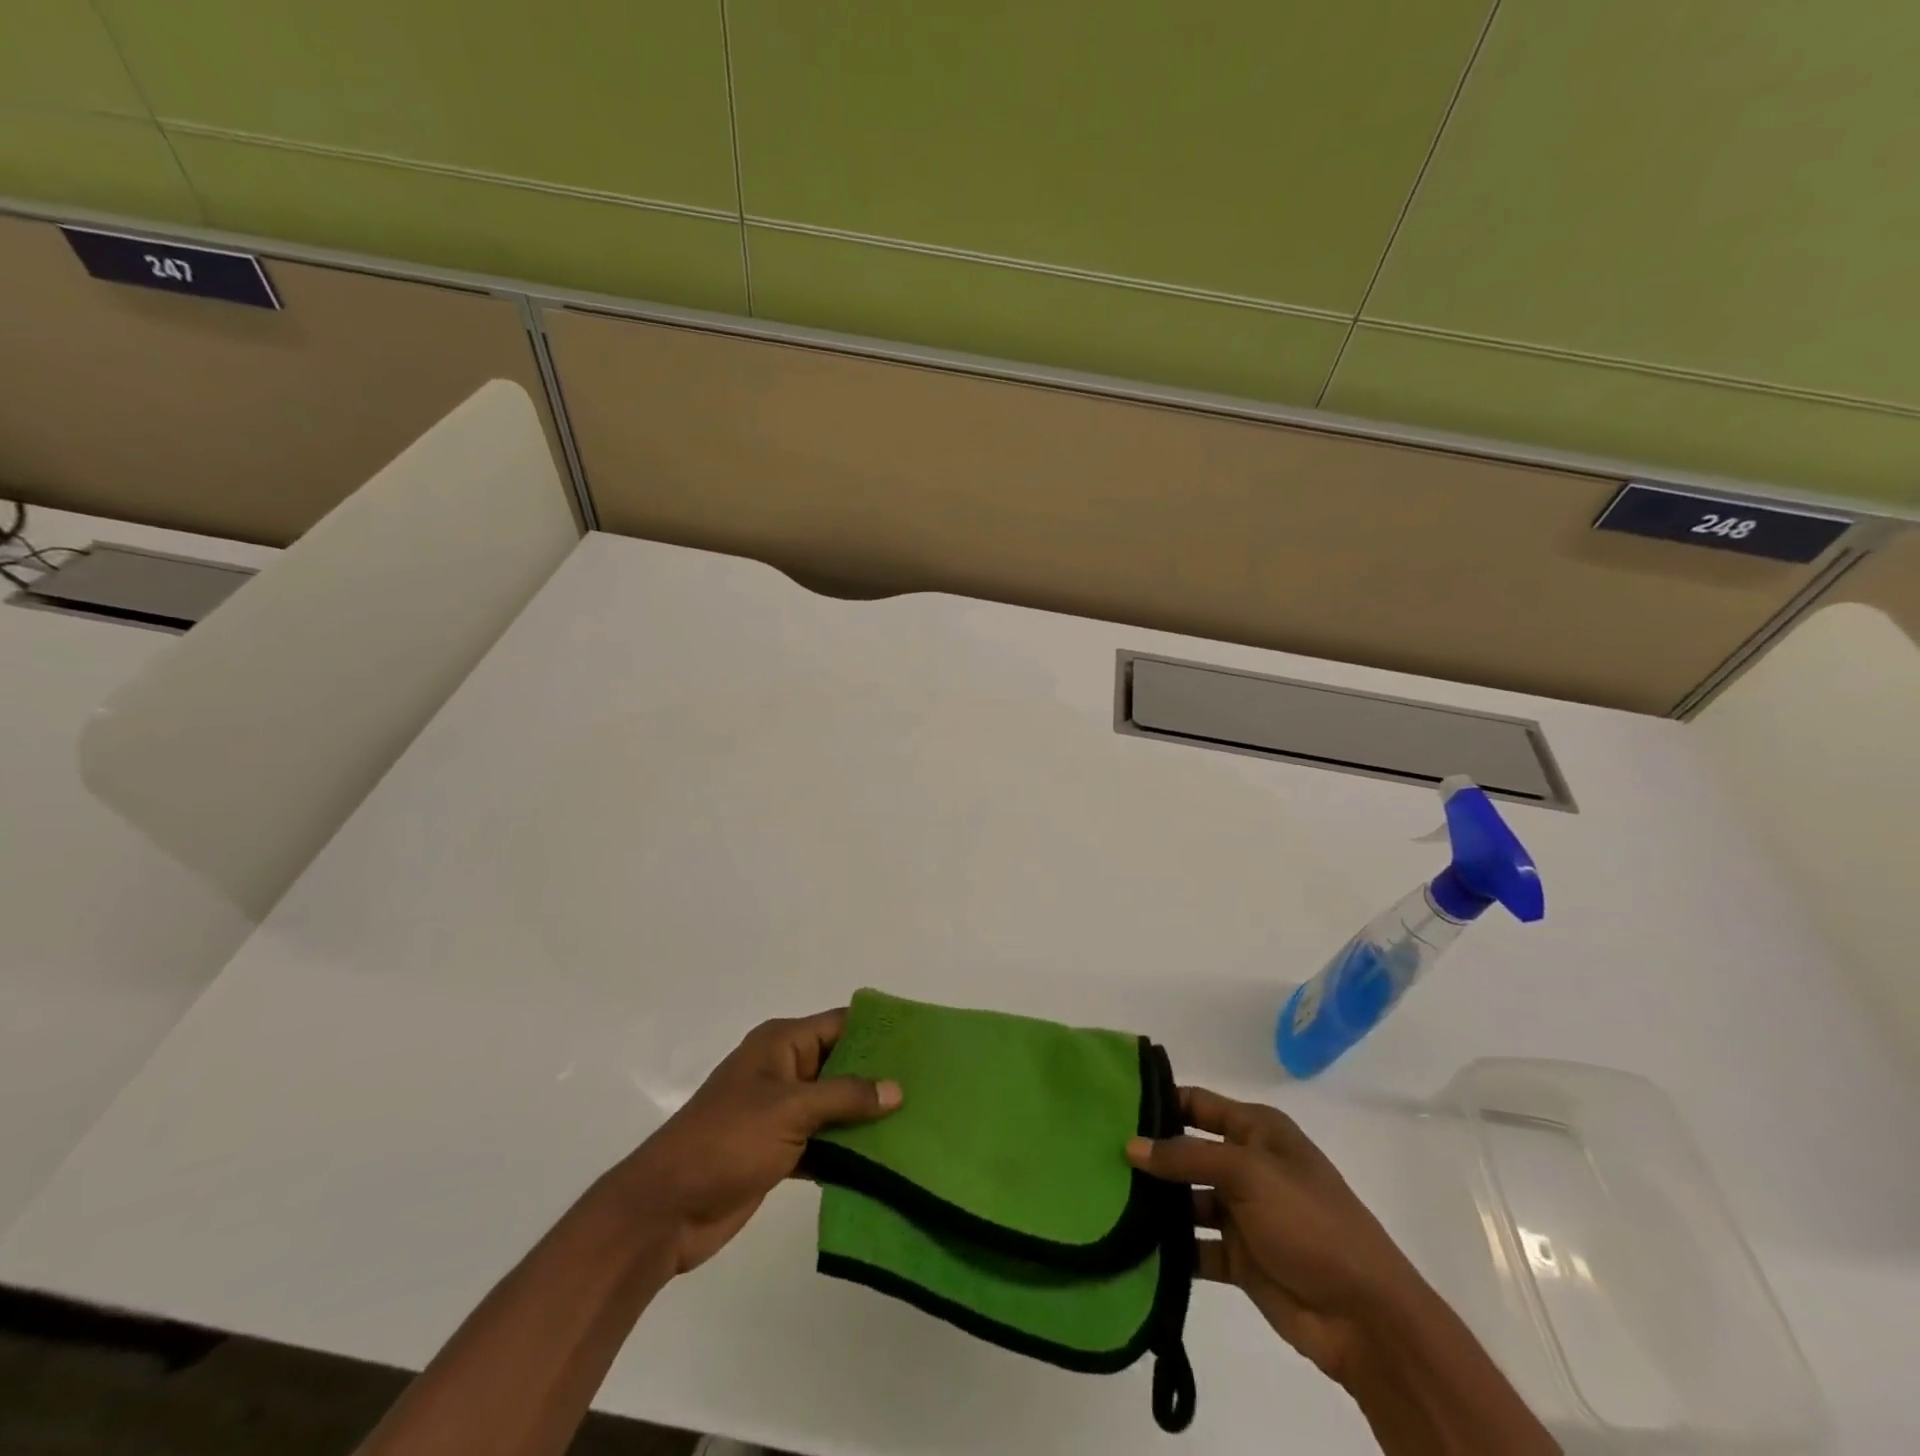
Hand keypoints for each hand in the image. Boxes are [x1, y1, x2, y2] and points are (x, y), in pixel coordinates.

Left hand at [617, 1010, 901, 1274]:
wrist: (666, 1209)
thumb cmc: (727, 1140)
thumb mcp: (790, 1109)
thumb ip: (845, 1097)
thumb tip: (896, 1089)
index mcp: (781, 1044)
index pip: (839, 1025)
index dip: (877, 1031)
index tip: (920, 1042)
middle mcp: (783, 1070)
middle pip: (841, 1065)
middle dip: (878, 1077)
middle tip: (928, 1086)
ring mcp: (780, 1112)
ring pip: (835, 1106)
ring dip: (866, 1117)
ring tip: (917, 1122)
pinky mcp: (779, 1150)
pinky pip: (824, 1141)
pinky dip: (848, 1149)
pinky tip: (884, 1160)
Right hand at [1127, 1086, 1427, 1385]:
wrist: (1366, 1317)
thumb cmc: (1309, 1222)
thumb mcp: (1247, 1173)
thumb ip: (1186, 1156)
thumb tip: (1130, 1146)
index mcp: (1258, 1131)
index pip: (1198, 1103)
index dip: (1159, 1100)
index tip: (1110, 1101)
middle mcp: (1247, 1165)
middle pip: (1187, 1150)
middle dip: (1149, 1153)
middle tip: (1095, 1152)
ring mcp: (1243, 1213)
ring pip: (1186, 1198)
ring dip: (1155, 1202)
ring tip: (1104, 1198)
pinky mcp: (1238, 1257)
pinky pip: (1194, 1244)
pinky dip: (1169, 1246)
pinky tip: (1132, 1244)